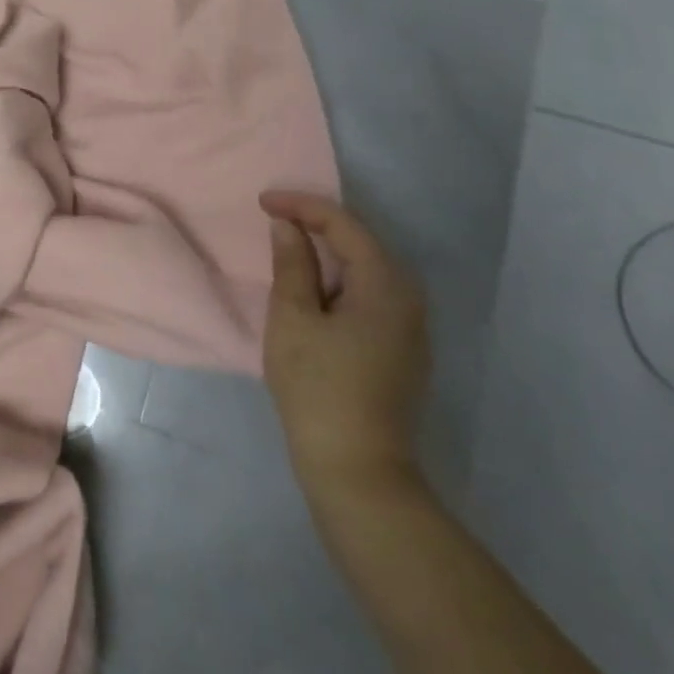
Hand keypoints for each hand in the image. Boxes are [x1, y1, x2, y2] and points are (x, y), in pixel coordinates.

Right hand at [259, 190, 429, 504]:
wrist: (358, 470)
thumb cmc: (318, 388)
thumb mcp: (293, 318)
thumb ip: (292, 264)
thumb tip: (288, 226)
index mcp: (386, 284)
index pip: (344, 224)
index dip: (302, 205)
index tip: (262, 202)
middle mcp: (409, 297)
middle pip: (362, 241)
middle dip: (317, 223)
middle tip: (274, 218)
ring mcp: (411, 326)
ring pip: (368, 268)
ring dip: (329, 251)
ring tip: (289, 245)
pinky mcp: (403, 349)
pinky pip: (371, 293)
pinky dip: (340, 278)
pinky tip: (315, 287)